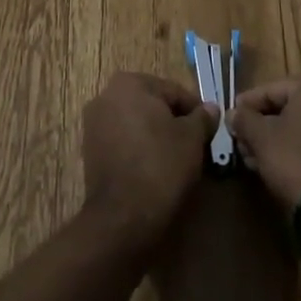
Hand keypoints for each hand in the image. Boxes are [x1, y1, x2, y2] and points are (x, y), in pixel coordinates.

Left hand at [81, 72, 219, 249]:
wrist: (122, 218)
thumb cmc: (161, 166)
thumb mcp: (192, 138)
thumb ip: (202, 118)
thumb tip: (210, 108)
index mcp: (129, 83)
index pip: (173, 91)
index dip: (195, 111)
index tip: (208, 131)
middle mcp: (106, 95)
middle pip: (152, 105)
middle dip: (173, 122)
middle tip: (194, 146)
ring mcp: (94, 124)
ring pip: (136, 124)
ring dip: (156, 136)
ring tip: (176, 160)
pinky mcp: (90, 151)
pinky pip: (123, 142)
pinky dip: (139, 150)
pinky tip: (154, 170)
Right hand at [227, 71, 300, 210]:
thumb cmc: (293, 157)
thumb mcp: (260, 135)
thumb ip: (243, 119)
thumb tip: (233, 114)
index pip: (271, 90)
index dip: (247, 105)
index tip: (231, 118)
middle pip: (288, 108)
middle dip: (262, 125)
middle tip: (240, 141)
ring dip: (276, 139)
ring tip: (252, 157)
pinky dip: (295, 149)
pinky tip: (274, 165)